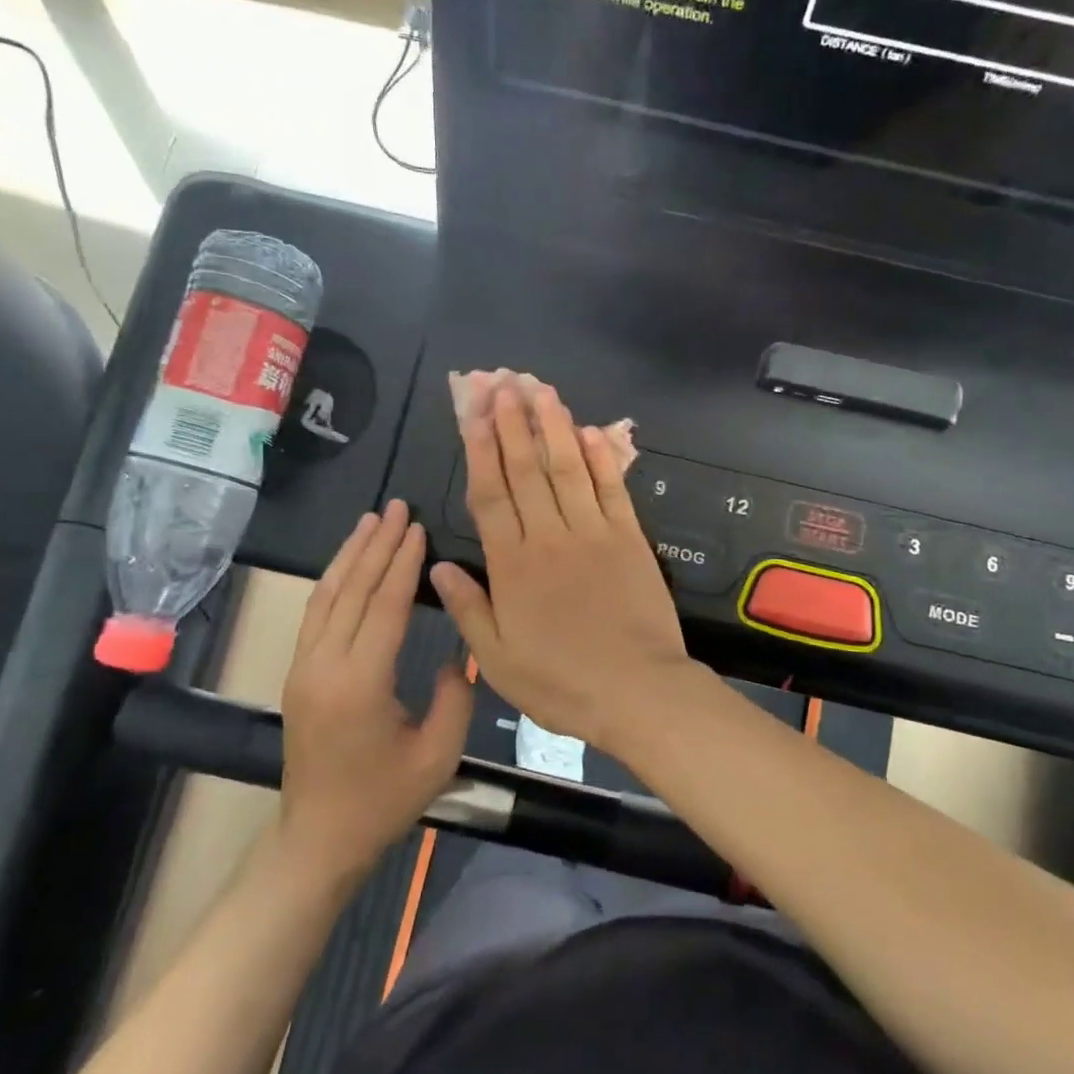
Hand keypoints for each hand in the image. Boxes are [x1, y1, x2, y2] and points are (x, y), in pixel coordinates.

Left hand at [275, 501, 472, 881]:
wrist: (318, 838)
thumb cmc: (383, 801)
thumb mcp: (437, 756)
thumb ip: (455, 697)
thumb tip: (455, 654)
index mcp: (360, 684)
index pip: (384, 607)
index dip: (402, 564)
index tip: (417, 528)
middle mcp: (324, 666)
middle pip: (353, 591)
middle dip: (377, 546)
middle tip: (396, 507)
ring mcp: (304, 668)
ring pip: (326, 596)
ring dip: (350, 555)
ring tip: (370, 521)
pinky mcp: (299, 674)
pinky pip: (316, 614)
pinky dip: (333, 580)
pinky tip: (348, 563)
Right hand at [429, 384, 700, 749]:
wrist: (636, 690)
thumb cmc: (561, 682)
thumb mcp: (498, 660)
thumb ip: (468, 609)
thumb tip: (437, 567)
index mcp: (513, 566)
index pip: (490, 495)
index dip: (479, 450)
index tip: (472, 413)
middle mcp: (549, 537)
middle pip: (526, 470)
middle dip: (511, 423)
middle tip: (501, 383)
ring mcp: (593, 533)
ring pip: (568, 469)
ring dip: (553, 427)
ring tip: (540, 390)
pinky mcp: (629, 538)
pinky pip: (612, 489)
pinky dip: (600, 458)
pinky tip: (588, 431)